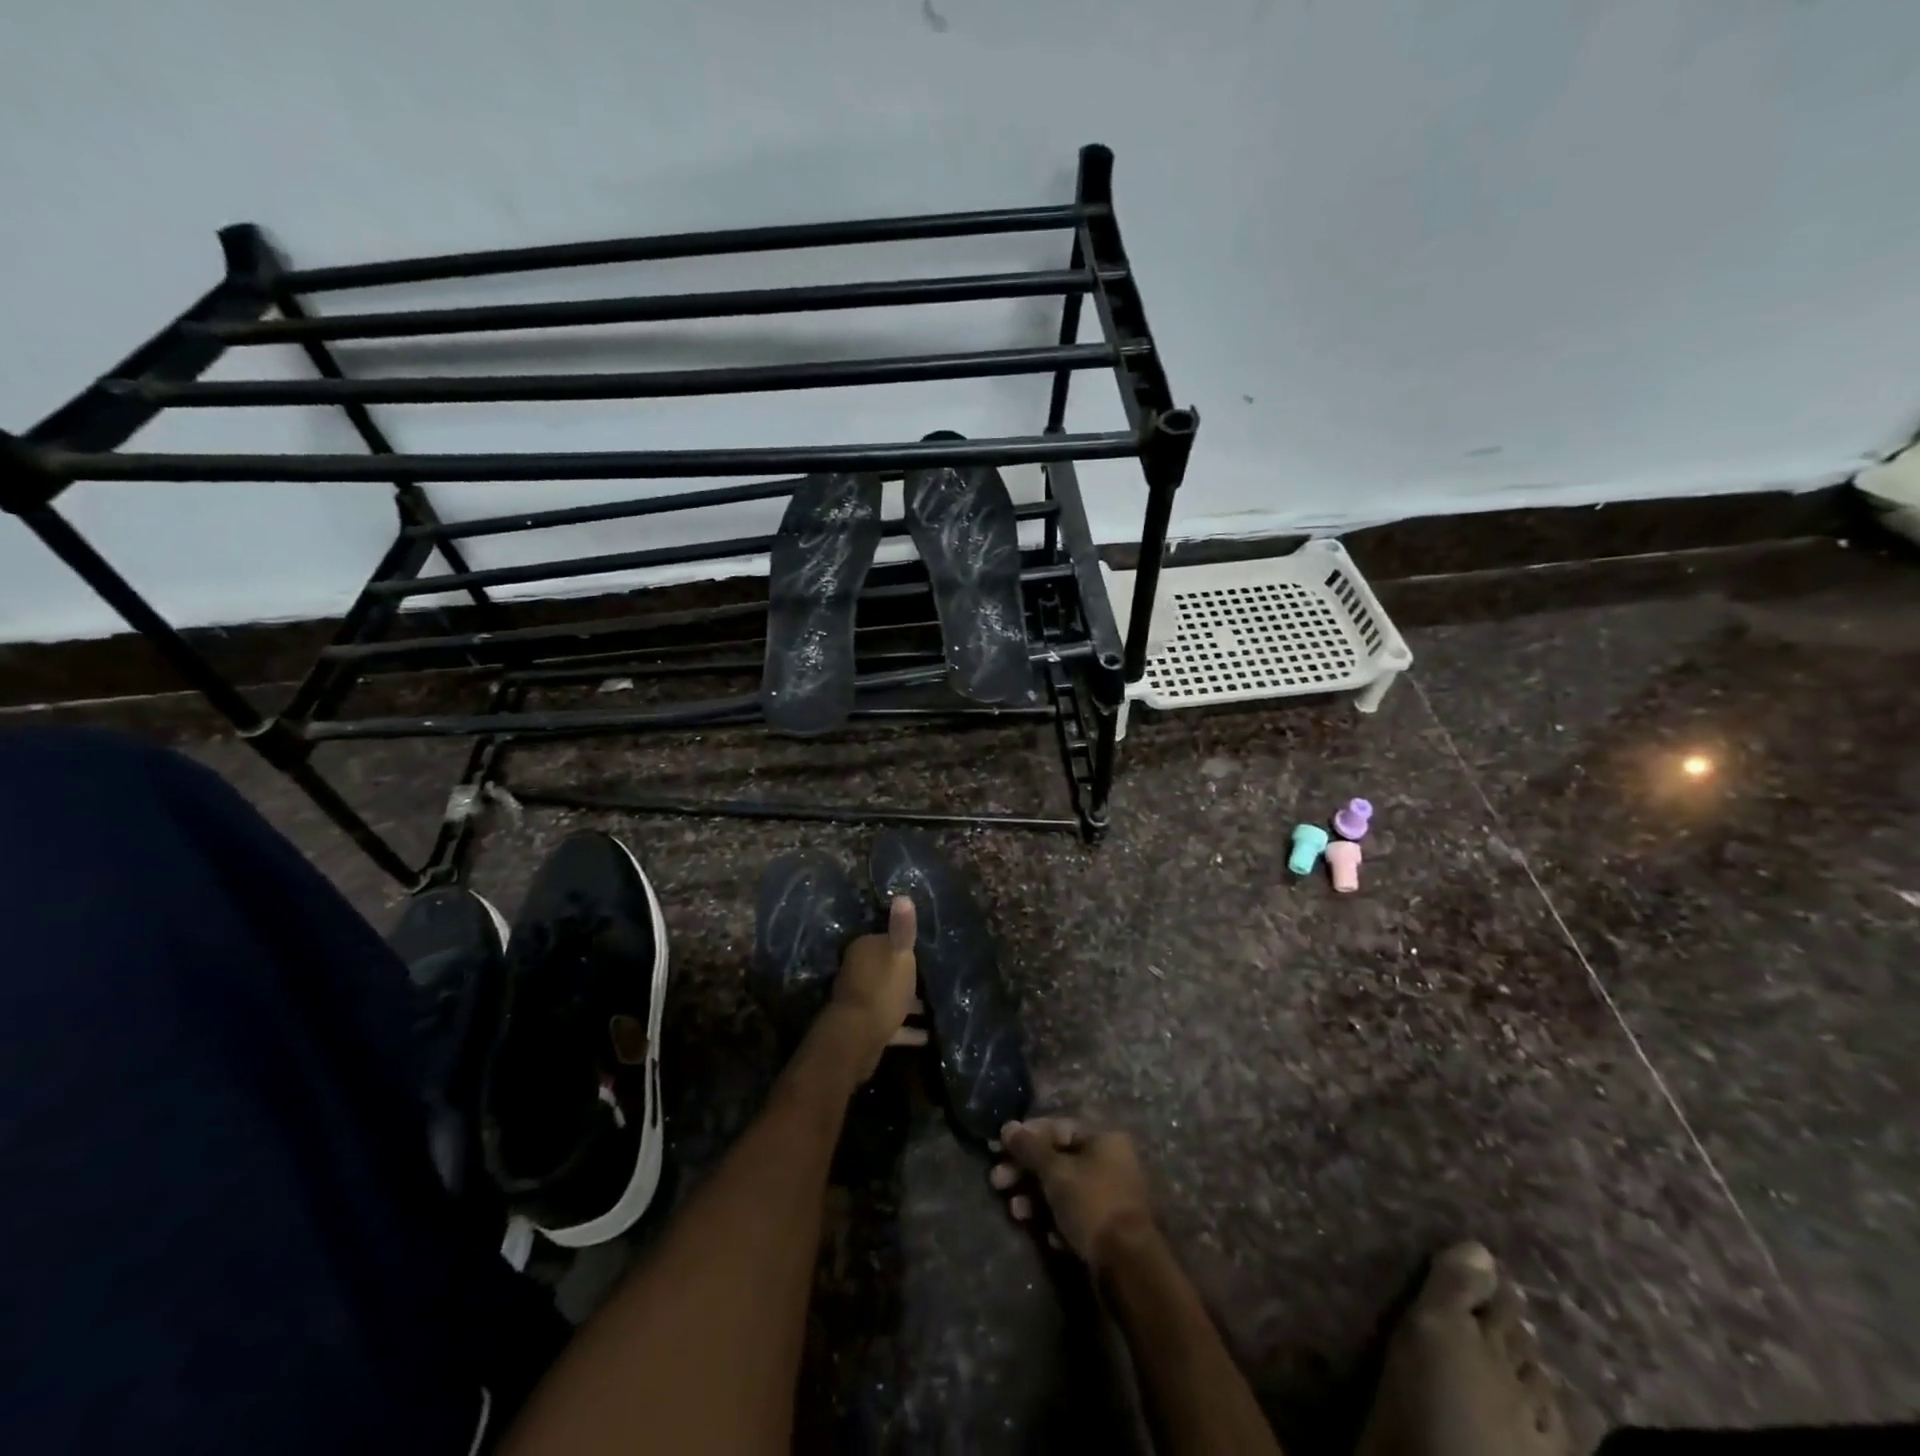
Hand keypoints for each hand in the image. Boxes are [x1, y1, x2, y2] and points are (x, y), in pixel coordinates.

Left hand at [827, 894, 925, 1080]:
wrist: (858, 1036)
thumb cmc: (882, 988)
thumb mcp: (899, 954)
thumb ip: (903, 928)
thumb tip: (903, 895)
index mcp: (864, 950)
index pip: (885, 941)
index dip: (904, 947)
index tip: (925, 953)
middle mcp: (858, 972)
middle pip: (886, 970)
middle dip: (907, 976)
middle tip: (935, 980)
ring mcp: (861, 1001)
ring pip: (889, 997)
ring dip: (909, 1004)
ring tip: (936, 1009)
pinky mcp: (866, 1027)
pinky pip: (892, 1024)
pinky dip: (908, 1029)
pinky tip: (928, 1036)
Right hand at [990, 1118, 1156, 1268]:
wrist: (1127, 1267)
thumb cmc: (1091, 1204)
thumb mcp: (1056, 1171)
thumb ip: (1030, 1148)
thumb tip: (1007, 1127)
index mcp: (1104, 1139)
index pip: (1058, 1127)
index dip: (1027, 1135)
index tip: (1000, 1147)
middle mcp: (1109, 1163)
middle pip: (1057, 1160)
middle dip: (1025, 1170)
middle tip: (997, 1181)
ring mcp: (1108, 1197)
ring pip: (1062, 1189)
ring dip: (1034, 1197)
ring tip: (1014, 1211)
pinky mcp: (1104, 1228)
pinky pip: (1072, 1215)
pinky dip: (1054, 1221)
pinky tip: (1044, 1235)